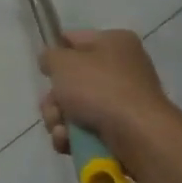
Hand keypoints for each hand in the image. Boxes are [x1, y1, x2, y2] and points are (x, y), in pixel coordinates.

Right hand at [39, 29, 172, 162]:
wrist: (138, 135)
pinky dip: (73, 138)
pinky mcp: (121, 129)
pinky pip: (87, 129)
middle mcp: (122, 69)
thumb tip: (51, 60)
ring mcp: (122, 101)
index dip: (55, 54)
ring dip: (59, 121)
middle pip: (72, 80)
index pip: (75, 40)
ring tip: (61, 131)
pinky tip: (68, 143)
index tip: (43, 70)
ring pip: (75, 108)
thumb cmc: (100, 89)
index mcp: (115, 42)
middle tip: (53, 108)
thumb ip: (50, 56)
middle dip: (54, 99)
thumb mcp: (64, 63)